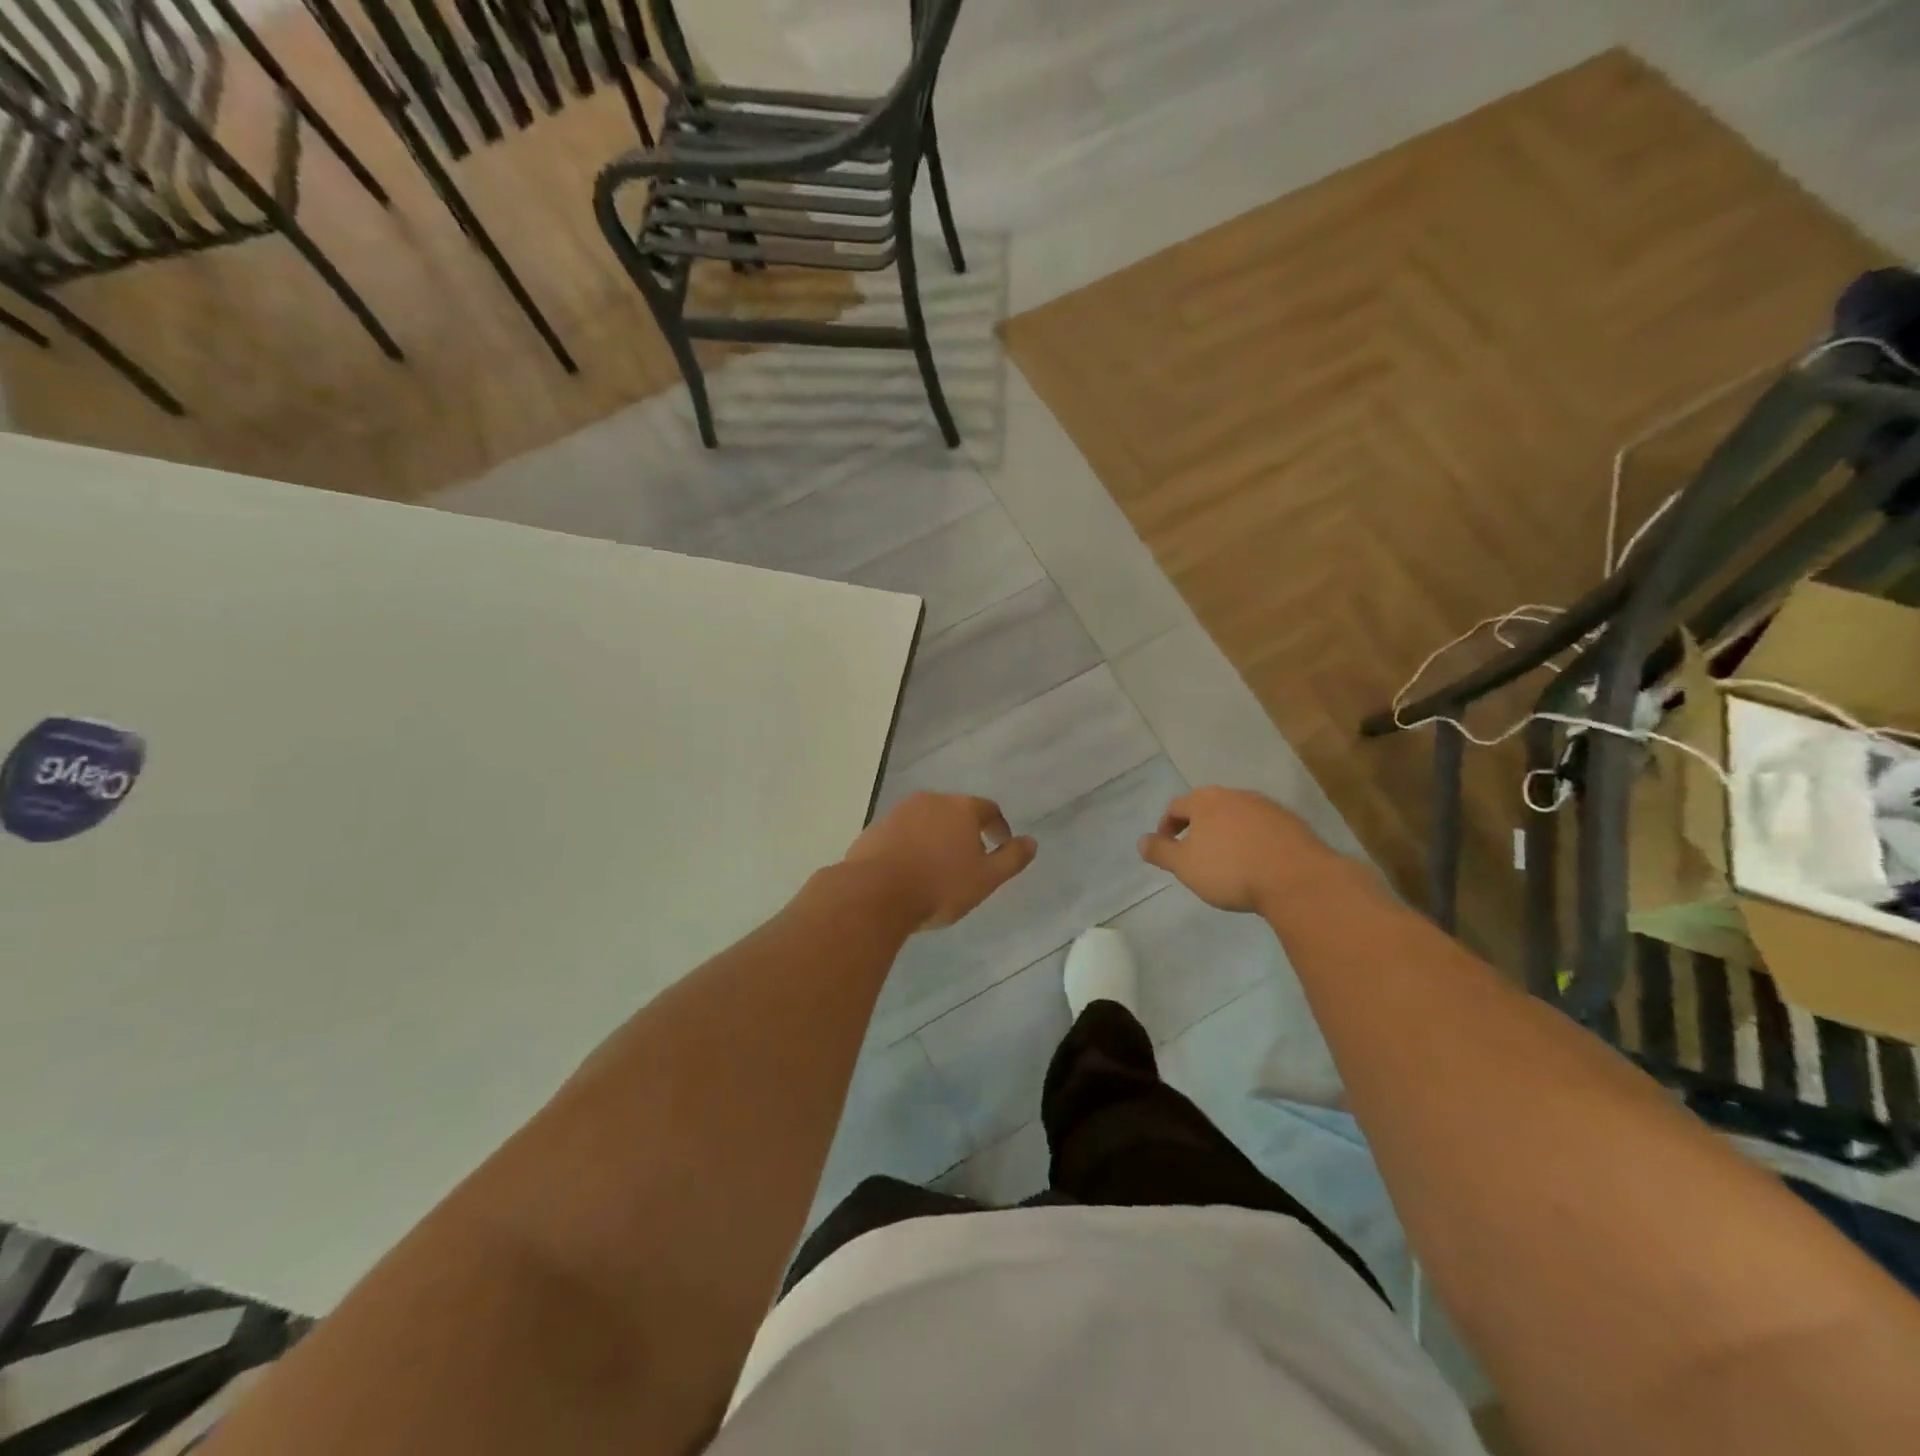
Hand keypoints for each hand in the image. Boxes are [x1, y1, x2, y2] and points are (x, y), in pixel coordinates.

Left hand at [843, 793, 1037, 930]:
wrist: (874, 893)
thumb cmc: (939, 886)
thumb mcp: (986, 879)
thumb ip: (1011, 858)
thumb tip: (1031, 842)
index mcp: (961, 808)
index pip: (989, 810)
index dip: (998, 827)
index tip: (1001, 845)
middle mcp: (930, 801)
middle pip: (955, 811)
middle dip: (965, 831)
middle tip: (969, 859)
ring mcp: (899, 812)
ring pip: (926, 821)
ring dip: (936, 837)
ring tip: (938, 867)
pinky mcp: (875, 828)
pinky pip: (902, 833)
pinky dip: (911, 845)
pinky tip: (909, 870)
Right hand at [1138, 786, 1342, 913]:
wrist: (1297, 879)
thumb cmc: (1230, 870)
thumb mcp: (1184, 866)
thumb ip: (1160, 852)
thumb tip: (1142, 841)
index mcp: (1205, 800)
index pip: (1176, 807)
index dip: (1166, 827)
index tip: (1166, 849)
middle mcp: (1236, 795)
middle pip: (1208, 807)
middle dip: (1198, 828)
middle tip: (1195, 854)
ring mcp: (1267, 807)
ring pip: (1238, 817)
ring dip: (1228, 834)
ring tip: (1228, 861)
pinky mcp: (1292, 824)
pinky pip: (1263, 829)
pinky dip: (1254, 841)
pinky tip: (1257, 864)